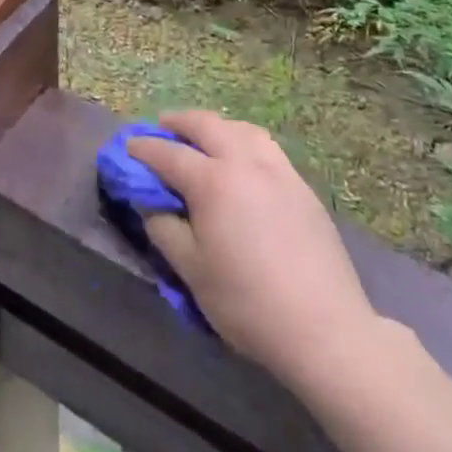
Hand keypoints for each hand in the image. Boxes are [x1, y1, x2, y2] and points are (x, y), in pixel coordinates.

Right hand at [128, 111, 386, 391]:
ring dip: (214, 126)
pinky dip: (243, 140)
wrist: (324, 328)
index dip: (144, 148)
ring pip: (240, 128)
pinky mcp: (301, 185)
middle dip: (178, 122)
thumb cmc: (248, 303)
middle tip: (161, 128)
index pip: (169, 154)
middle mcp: (245, 162)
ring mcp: (278, 170)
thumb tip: (149, 202)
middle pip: (206, 125)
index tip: (127, 146)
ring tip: (202, 138)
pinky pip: (265, 146)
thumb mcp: (192, 271)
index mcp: (213, 181)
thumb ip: (164, 229)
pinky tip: (241, 159)